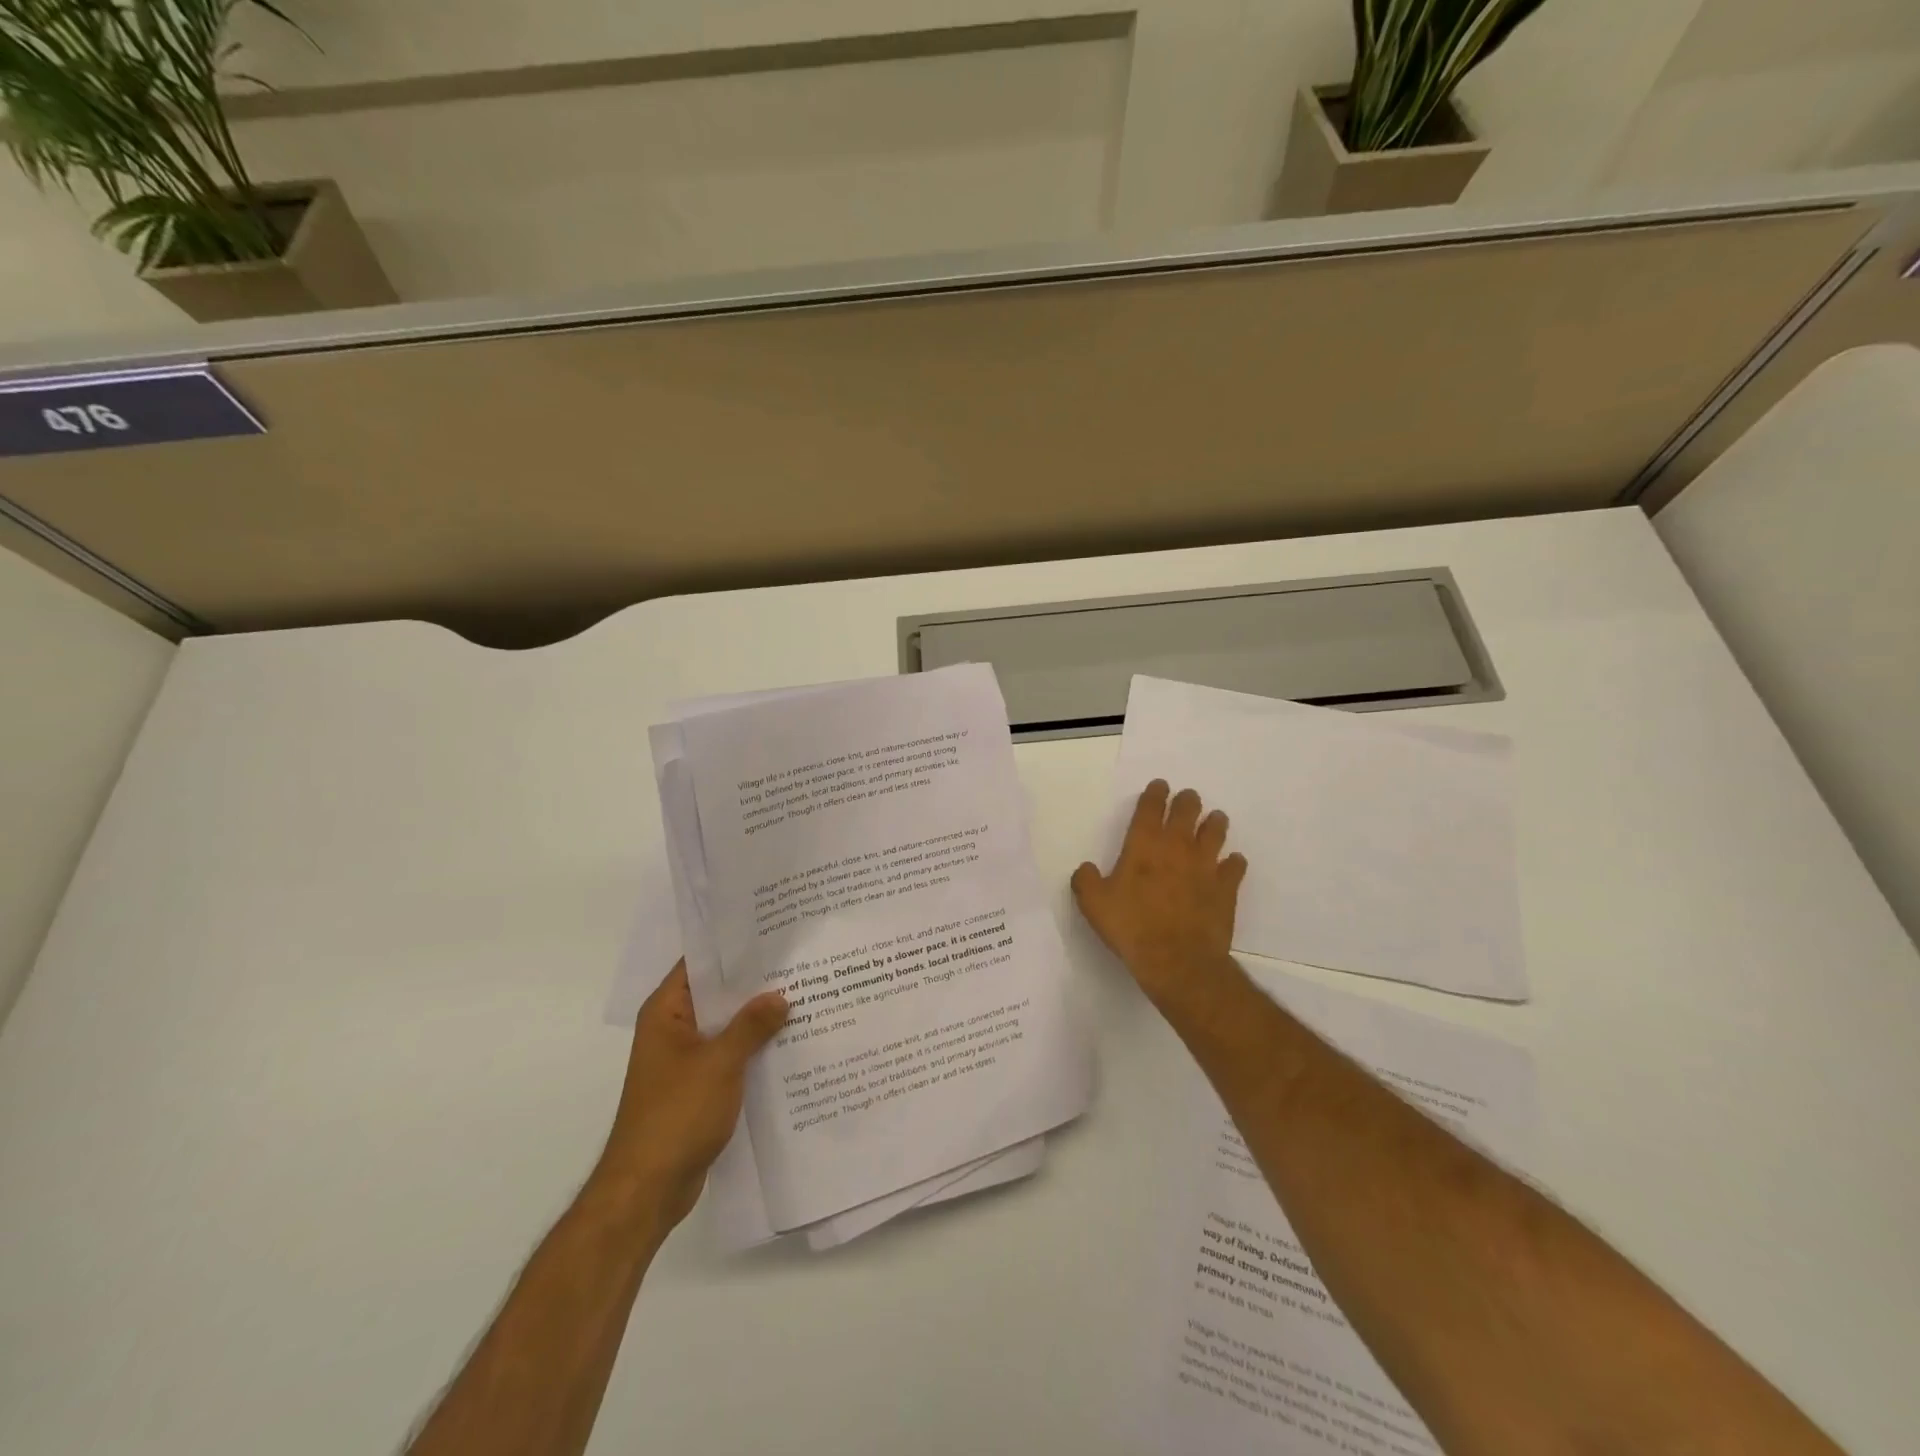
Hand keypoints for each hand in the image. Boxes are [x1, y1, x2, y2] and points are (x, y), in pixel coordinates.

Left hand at [595, 962, 787, 1235]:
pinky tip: (790, 1043)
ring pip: (727, 1027)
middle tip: (799, 963)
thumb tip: (780, 995)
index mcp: (666, 1012)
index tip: (772, 934)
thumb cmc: (676, 1115)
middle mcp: (673, 1029)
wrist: (648, 1190)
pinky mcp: (698, 1087)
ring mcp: (685, 1060)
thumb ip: (751, 1025)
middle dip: (755, 983)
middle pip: (717, 995)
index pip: (700, 964)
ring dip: (758, 1019)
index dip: (733, 948)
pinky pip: (730, 1056)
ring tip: (804, 997)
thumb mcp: (720, 1063)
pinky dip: (754, 1049)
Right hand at [1071, 780, 1246, 1007]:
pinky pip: (1235, 866)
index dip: (1156, 794)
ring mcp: (1206, 866)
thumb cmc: (1131, 926)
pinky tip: (1231, 862)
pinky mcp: (1226, 888)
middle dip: (1187, 801)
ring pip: (1216, 832)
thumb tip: (1086, 869)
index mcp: (1144, 844)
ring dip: (1214, 823)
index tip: (1160, 786)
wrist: (1176, 959)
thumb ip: (1086, 880)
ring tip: (1215, 819)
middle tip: (1188, 799)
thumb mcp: (1093, 903)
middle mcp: (1177, 847)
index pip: (1152, 807)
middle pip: (1188, 811)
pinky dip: (1233, 862)